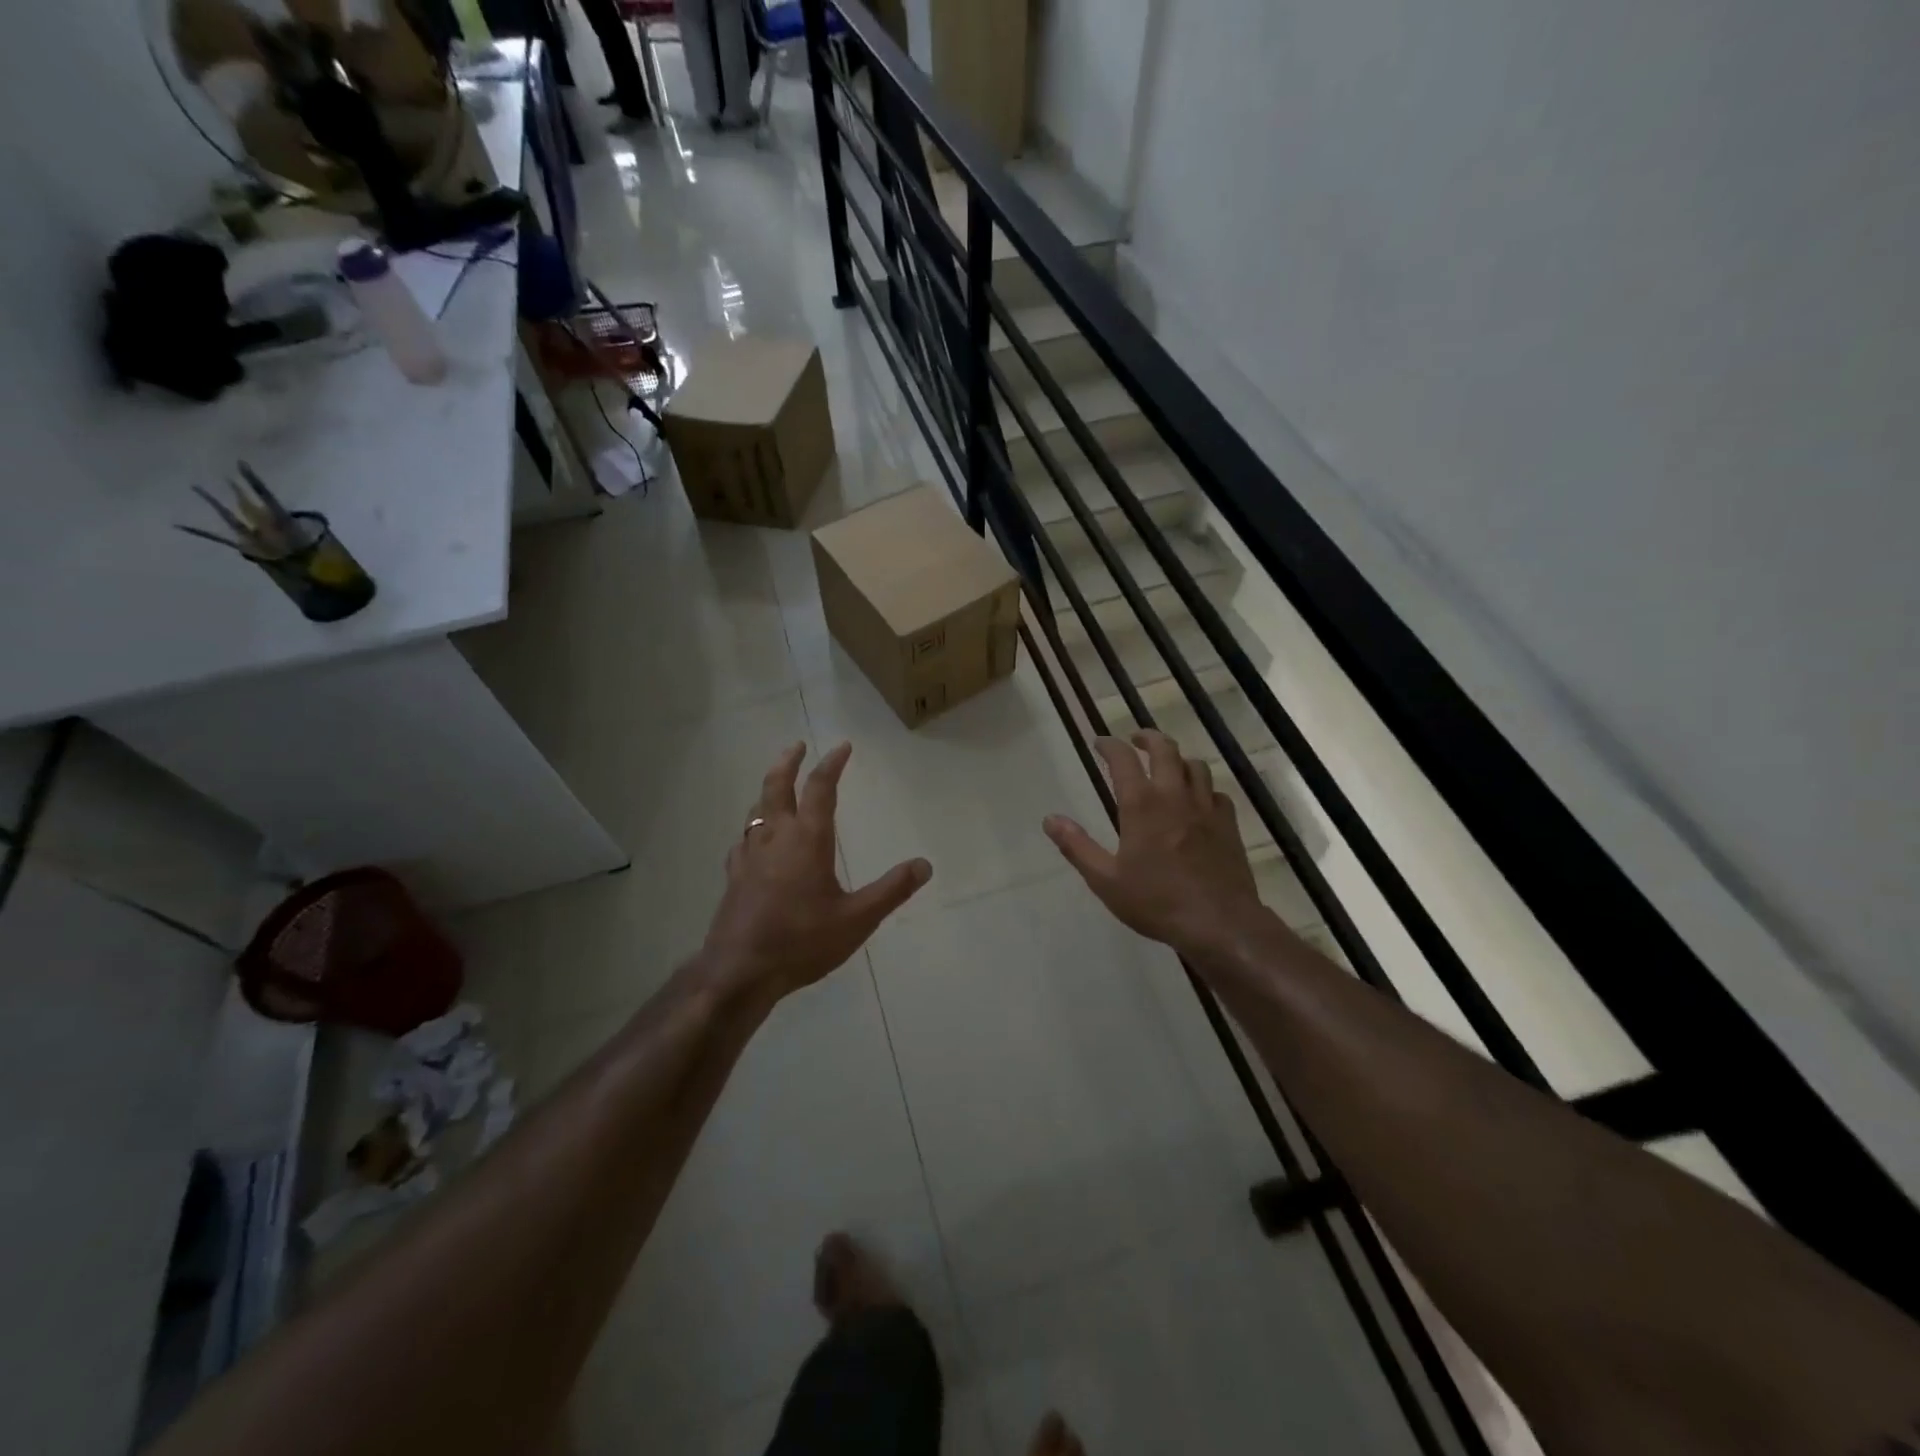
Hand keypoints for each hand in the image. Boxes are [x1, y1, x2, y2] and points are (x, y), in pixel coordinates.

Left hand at [700, 741, 930, 1001]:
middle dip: (789, 762)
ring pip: (757, 810)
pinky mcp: (734, 877)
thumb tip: (924, 865)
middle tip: (798, 746)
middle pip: (777, 787)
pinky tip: (754, 841)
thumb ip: (891, 890)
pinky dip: (754, 828)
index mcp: (807, 840)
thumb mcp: (857, 919)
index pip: (820, 789)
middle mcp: (775, 838)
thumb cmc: (802, 942)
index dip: (832, 764)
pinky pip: (743, 840)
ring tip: (779, 787)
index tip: (842, 747)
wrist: (739, 971)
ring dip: (769, 790)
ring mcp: (749, 856)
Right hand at [1042, 732, 1265, 954]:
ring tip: (1167, 766)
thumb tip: (1050, 819)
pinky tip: (1198, 801)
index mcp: (1141, 805)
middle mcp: (1174, 795)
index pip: (1123, 759)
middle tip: (1135, 740)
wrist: (1219, 922)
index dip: (1109, 745)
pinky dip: (1204, 789)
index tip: (1099, 743)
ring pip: (1195, 765)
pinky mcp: (1229, 824)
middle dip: (1147, 738)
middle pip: (1165, 749)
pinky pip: (1216, 793)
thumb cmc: (1156, 901)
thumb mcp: (1105, 879)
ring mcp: (1206, 807)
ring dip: (1178, 759)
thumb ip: (1076, 846)